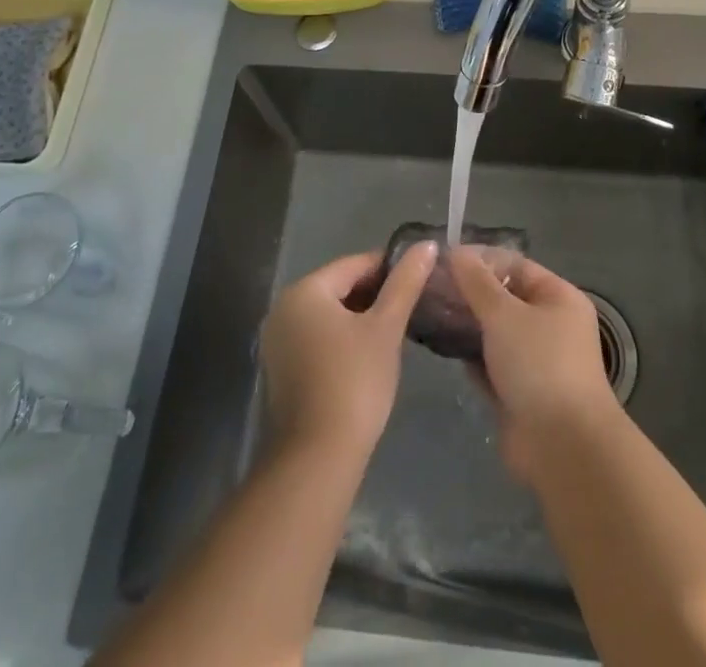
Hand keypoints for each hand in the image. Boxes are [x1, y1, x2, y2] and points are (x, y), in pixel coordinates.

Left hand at [260, 244, 436, 456]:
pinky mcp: (282, 370)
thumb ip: (406, 283)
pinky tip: (370, 355)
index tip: (420, 278)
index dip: (390, 268)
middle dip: (376, 294)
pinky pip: (318, 338)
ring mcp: (278, 341)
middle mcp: (284, 308)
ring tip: (397, 330)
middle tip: (412, 307)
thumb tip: (426, 245)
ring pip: (329, 314)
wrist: (317, 459)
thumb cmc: (354, 382)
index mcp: (304, 290)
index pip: (355, 264)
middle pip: (339, 287)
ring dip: (361, 318)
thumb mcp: (386, 328)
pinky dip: (343, 339)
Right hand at [449, 250, 618, 480]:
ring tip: (429, 314)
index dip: (480, 260)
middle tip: (429, 288)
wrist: (563, 447)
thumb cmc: (539, 365)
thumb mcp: (504, 314)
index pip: (515, 265)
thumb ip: (477, 283)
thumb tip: (456, 251)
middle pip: (504, 299)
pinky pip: (491, 365)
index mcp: (558, 298)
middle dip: (469, 293)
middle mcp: (551, 325)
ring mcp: (536, 361)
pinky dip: (471, 357)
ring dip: (467, 325)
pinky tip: (443, 348)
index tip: (442, 260)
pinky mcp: (520, 393)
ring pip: (495, 333)